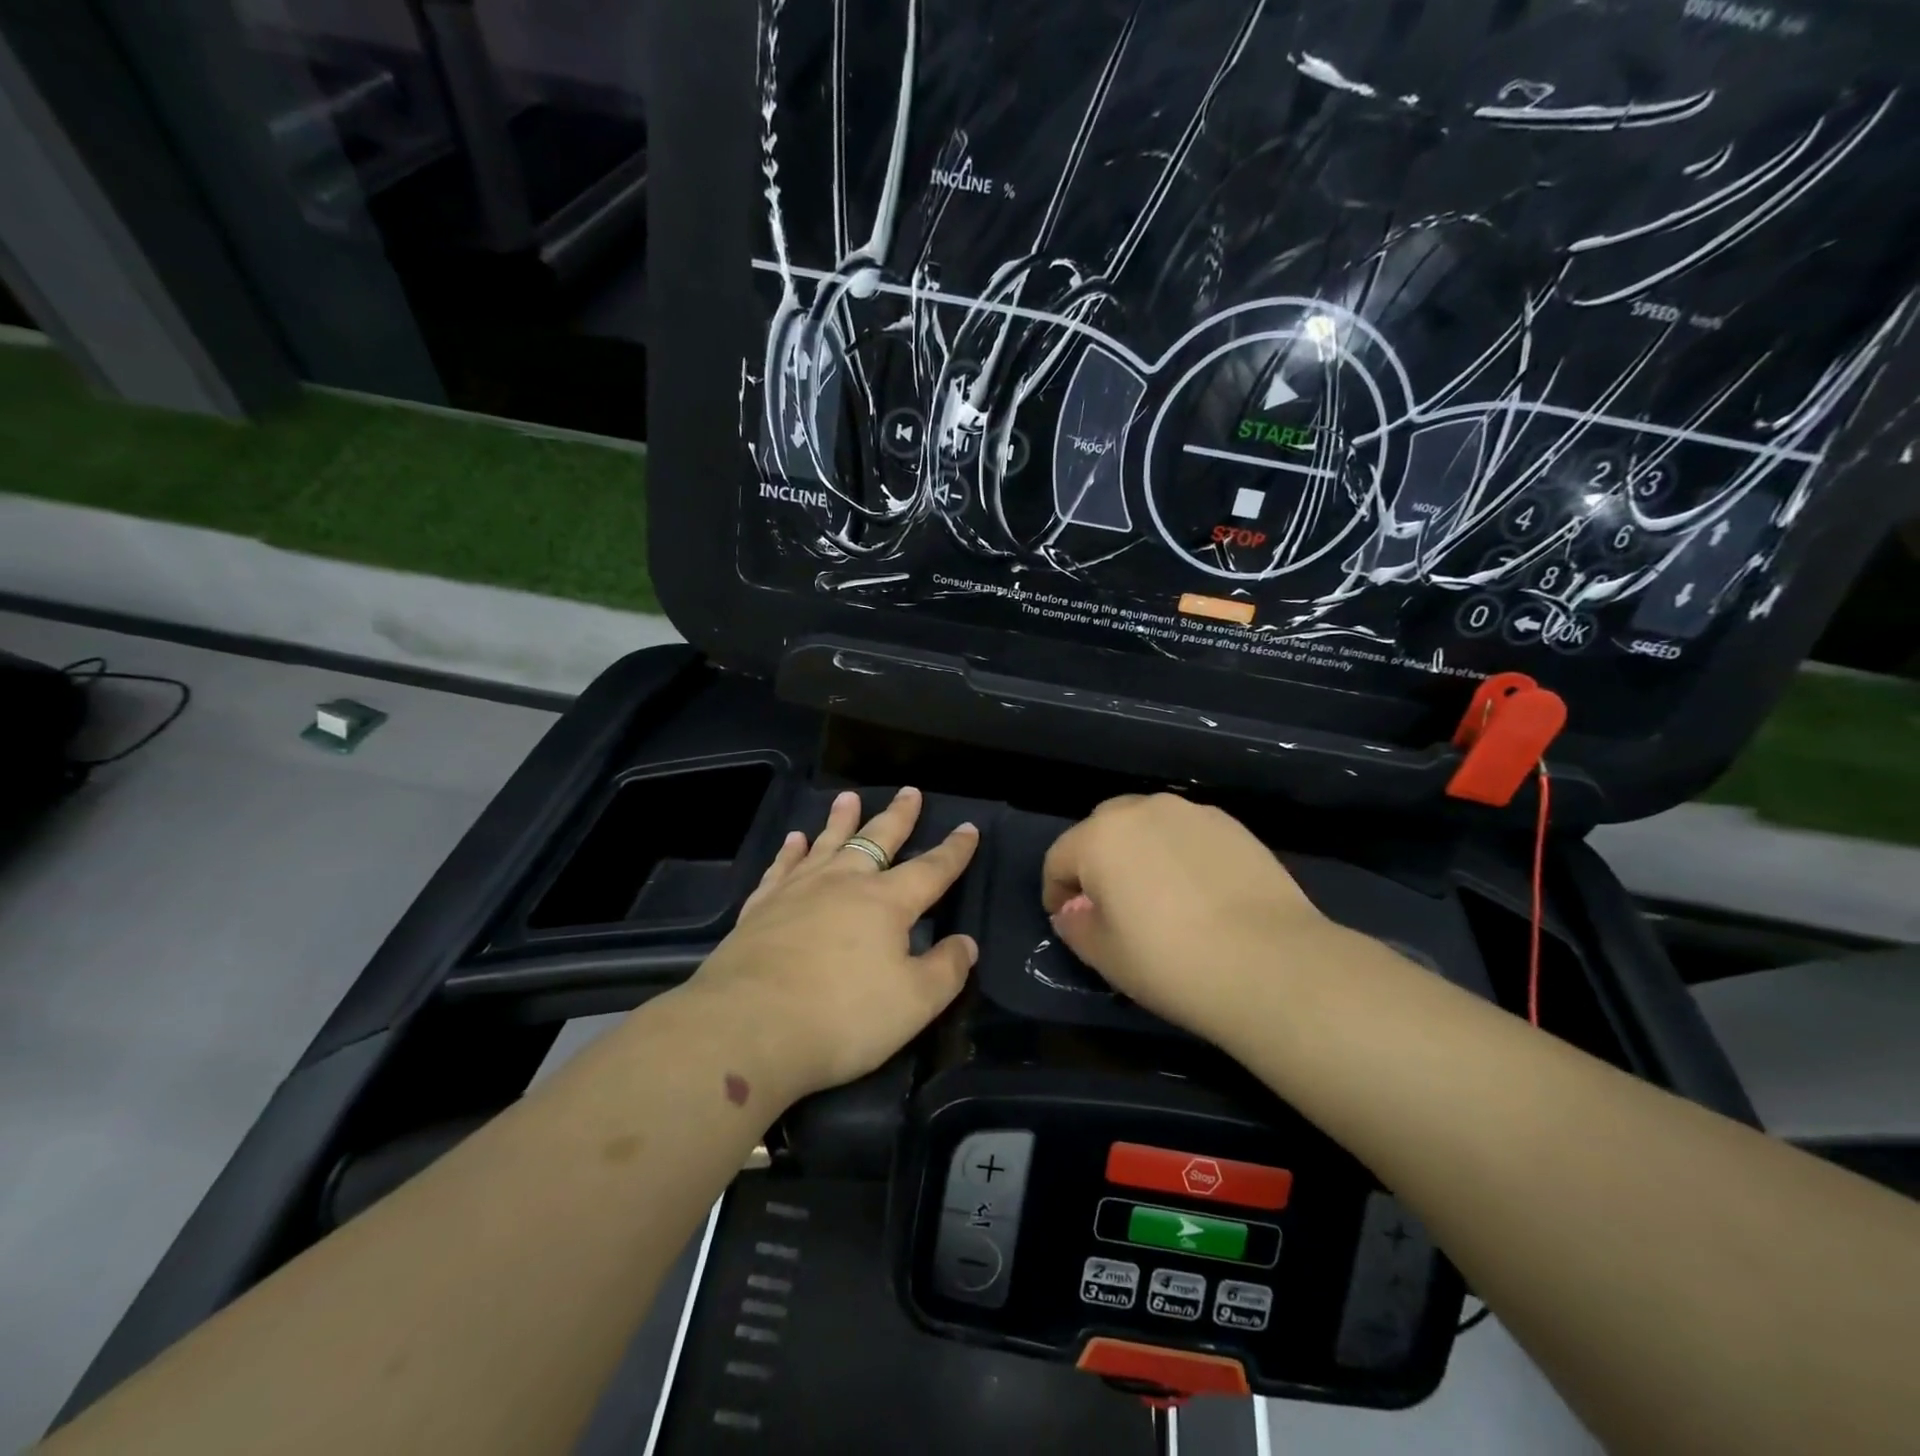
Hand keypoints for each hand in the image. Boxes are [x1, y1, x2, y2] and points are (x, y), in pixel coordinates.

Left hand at [687, 787, 980, 1101]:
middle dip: (898, 816)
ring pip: (826, 843)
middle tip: (910, 791)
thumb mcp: (914, 1003)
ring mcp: (798, 890)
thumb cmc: (842, 1016)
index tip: (968, 828)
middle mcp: (843, 884)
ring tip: (849, 797)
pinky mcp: (761, 907)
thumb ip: (946, 970)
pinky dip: (791, 851)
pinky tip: (794, 840)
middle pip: (878, 840)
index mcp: (886, 902)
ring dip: (841, 820)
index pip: (931, 869)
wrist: (748, 1027)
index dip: (953, 851)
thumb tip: (966, 943)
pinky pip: (781, 867)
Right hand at [1041, 794, 1336, 1048]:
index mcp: (1100, 837)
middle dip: (1096, 862)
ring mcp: (1191, 813)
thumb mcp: (1105, 957)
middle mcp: (1142, 809)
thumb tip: (1073, 911)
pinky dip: (1179, 854)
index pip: (1058, 858)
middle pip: (1101, 830)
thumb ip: (1076, 927)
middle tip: (1110, 905)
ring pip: (1147, 826)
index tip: (1068, 921)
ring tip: (1158, 896)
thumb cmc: (1171, 962)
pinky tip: (1197, 893)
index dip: (1055, 892)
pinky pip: (1186, 834)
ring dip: (1139, 853)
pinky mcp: (1232, 825)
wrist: (1271, 964)